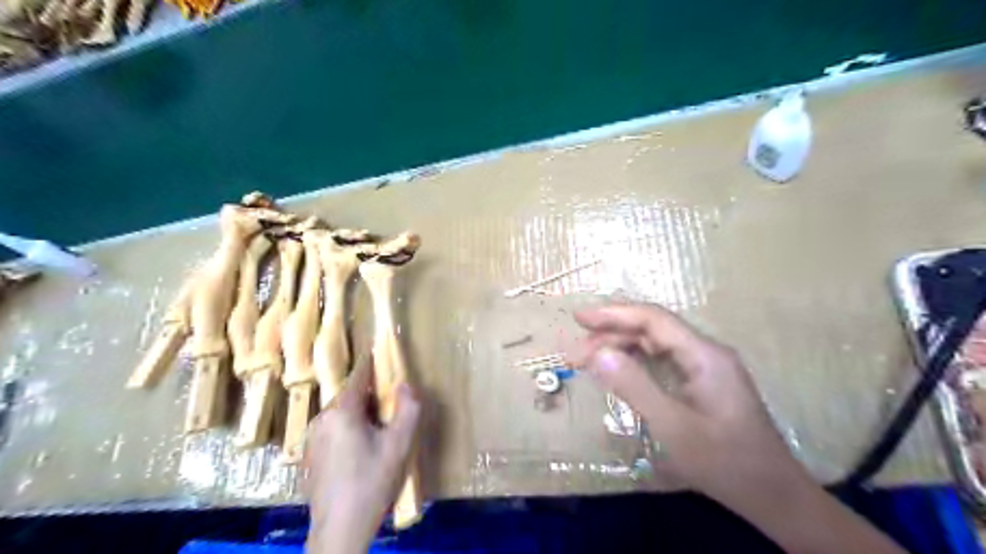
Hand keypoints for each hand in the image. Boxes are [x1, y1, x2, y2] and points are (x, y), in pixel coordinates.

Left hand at [306, 358, 419, 550]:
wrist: (340, 530)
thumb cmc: (372, 482)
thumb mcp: (400, 444)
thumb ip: (408, 408)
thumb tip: (406, 384)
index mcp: (341, 412)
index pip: (358, 377)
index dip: (371, 362)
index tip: (378, 348)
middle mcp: (321, 419)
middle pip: (350, 396)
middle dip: (371, 395)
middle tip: (391, 404)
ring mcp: (311, 439)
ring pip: (341, 414)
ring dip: (360, 413)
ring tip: (379, 430)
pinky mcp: (310, 457)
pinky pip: (333, 431)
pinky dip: (348, 429)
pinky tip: (361, 451)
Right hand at [571, 303, 899, 553]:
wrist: (774, 496)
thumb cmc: (725, 463)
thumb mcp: (673, 427)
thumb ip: (634, 387)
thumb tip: (597, 354)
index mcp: (703, 355)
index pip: (653, 320)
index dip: (614, 314)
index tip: (579, 318)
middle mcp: (706, 353)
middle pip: (653, 330)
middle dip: (612, 334)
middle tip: (576, 352)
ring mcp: (706, 367)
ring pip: (656, 345)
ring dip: (621, 348)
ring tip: (589, 361)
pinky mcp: (703, 383)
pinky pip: (663, 361)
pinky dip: (636, 362)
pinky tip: (618, 371)